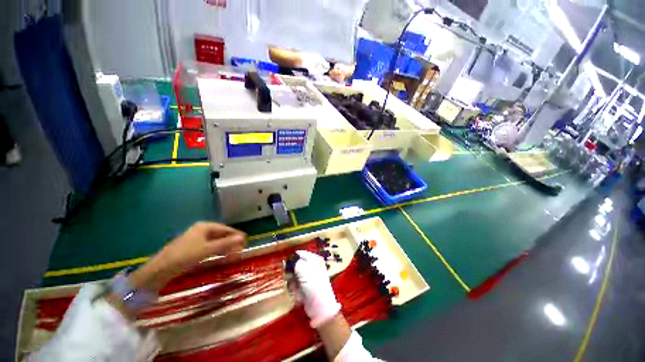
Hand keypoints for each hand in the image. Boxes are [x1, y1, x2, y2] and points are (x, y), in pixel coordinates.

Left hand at [129, 222, 245, 291]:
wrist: (161, 269)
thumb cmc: (185, 255)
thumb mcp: (207, 249)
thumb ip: (226, 243)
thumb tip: (243, 237)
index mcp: (205, 226)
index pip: (226, 229)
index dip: (236, 235)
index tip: (246, 241)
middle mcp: (201, 230)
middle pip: (221, 234)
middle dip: (231, 241)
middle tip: (241, 249)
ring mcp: (196, 238)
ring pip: (216, 241)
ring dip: (225, 246)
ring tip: (234, 253)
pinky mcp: (192, 247)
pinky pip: (209, 246)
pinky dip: (217, 250)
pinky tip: (221, 255)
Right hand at [293, 250, 341, 327]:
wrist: (320, 306)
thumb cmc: (314, 284)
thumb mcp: (303, 269)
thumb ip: (294, 262)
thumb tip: (287, 261)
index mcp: (314, 259)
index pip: (300, 253)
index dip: (292, 257)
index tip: (284, 262)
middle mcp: (311, 266)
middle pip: (296, 264)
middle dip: (290, 269)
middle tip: (289, 274)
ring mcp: (308, 277)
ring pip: (293, 274)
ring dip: (291, 279)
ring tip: (293, 284)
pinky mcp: (304, 287)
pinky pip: (294, 284)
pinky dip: (293, 287)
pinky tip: (296, 291)